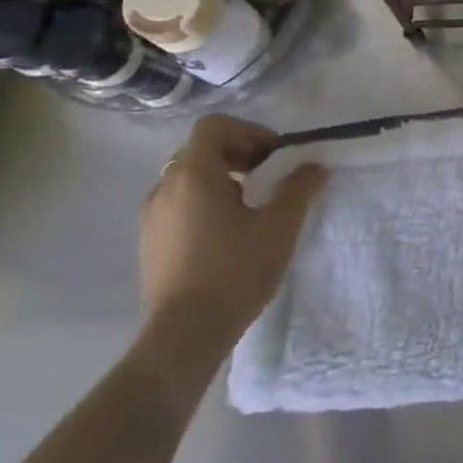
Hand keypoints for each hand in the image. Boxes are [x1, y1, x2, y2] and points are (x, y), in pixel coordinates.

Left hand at [139, 115, 323, 355]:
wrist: (184, 336)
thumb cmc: (235, 271)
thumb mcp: (279, 226)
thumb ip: (299, 188)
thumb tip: (314, 167)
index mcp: (194, 174)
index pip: (214, 126)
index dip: (248, 131)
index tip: (273, 157)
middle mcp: (165, 187)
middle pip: (201, 150)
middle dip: (237, 155)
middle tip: (266, 177)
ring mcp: (151, 217)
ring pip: (187, 179)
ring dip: (219, 181)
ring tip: (248, 208)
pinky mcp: (148, 243)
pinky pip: (177, 205)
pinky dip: (202, 204)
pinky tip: (225, 235)